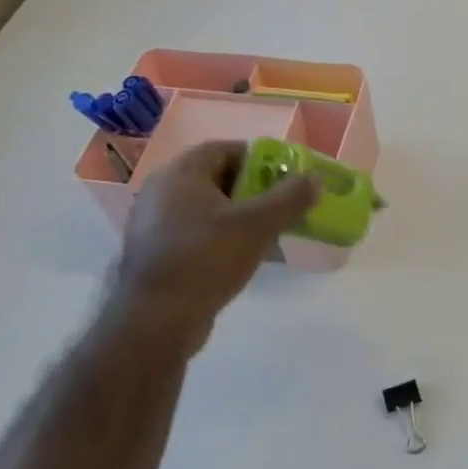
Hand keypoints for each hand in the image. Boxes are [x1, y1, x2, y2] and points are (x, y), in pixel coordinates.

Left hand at [110, 140, 318, 347]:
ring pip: (205, 208)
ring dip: (237, 214)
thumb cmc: (207, 258)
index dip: (257, 158)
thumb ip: (290, 198)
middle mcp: (160, 191)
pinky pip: (194, 232)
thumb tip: (315, 178)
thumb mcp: (259, 225)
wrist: (157, 319)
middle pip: (214, 178)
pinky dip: (219, 236)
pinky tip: (241, 255)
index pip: (223, 149)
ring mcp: (152, 224)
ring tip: (267, 231)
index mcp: (180, 174)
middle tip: (281, 203)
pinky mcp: (154, 254)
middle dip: (251, 188)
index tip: (284, 175)